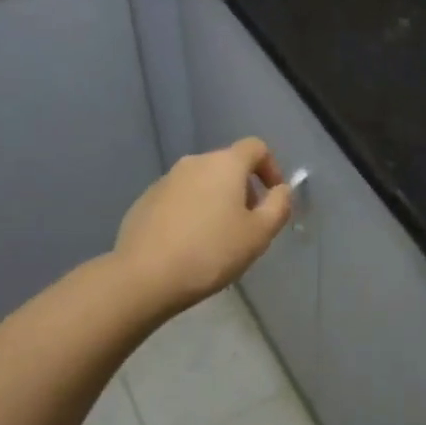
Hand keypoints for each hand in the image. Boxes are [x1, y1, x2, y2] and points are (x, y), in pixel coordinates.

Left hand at [113, 138, 293, 315]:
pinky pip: (179, 199)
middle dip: (244, 190)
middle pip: (228, 165)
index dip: (271, 168)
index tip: (273, 198)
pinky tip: (188, 244)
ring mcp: (166, 180)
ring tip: (217, 239)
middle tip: (247, 225)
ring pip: (202, 182)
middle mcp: (194, 162)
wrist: (144, 276)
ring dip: (216, 201)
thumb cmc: (211, 252)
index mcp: (224, 164)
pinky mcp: (145, 200)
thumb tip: (281, 190)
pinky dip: (191, 212)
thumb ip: (279, 206)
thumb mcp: (259, 234)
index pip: (256, 148)